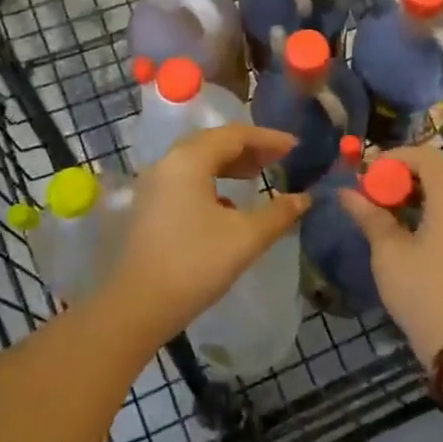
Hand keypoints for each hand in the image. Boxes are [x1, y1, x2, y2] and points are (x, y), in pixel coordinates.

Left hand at [102, 126, 310, 354]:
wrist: (138, 306)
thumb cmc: (195, 264)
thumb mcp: (246, 237)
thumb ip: (279, 213)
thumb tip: (304, 198)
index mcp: (189, 160)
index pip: (235, 135)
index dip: (268, 138)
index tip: (295, 147)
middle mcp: (168, 163)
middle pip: (214, 143)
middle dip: (249, 148)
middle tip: (280, 159)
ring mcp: (154, 184)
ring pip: (199, 161)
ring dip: (231, 164)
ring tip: (258, 176)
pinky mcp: (149, 206)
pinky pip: (187, 179)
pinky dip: (212, 181)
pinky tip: (229, 205)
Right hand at [338, 145, 442, 362]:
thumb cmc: (424, 291)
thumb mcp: (389, 251)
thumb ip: (369, 214)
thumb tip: (345, 192)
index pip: (422, 155)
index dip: (391, 159)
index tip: (364, 176)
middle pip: (435, 171)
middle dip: (400, 177)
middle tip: (370, 194)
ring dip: (414, 194)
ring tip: (384, 213)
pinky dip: (431, 210)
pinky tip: (408, 230)